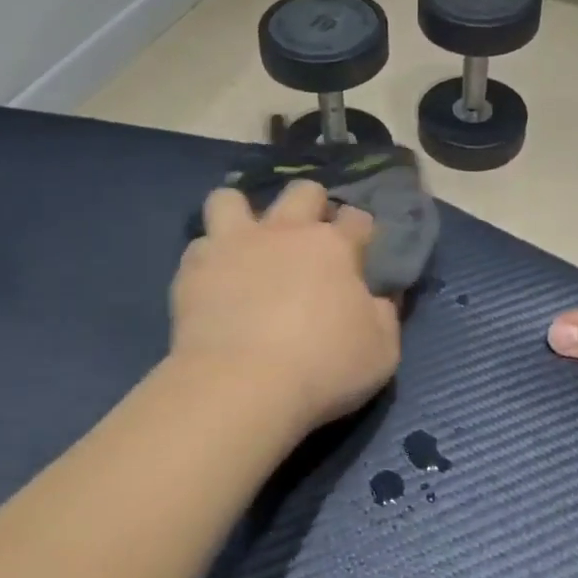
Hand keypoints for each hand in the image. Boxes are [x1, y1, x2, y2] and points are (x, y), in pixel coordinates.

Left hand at [171, 181, 400, 437]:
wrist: (240, 386)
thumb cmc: (322, 367)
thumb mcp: (381, 351)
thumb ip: (384, 315)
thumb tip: (382, 298)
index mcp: (334, 246)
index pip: (357, 218)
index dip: (361, 231)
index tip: (361, 251)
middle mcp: (285, 231)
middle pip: (303, 191)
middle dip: (311, 205)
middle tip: (309, 239)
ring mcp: (234, 244)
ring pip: (231, 199)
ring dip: (241, 215)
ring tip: (245, 243)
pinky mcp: (194, 269)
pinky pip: (199, 245)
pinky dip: (208, 259)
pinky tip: (213, 281)